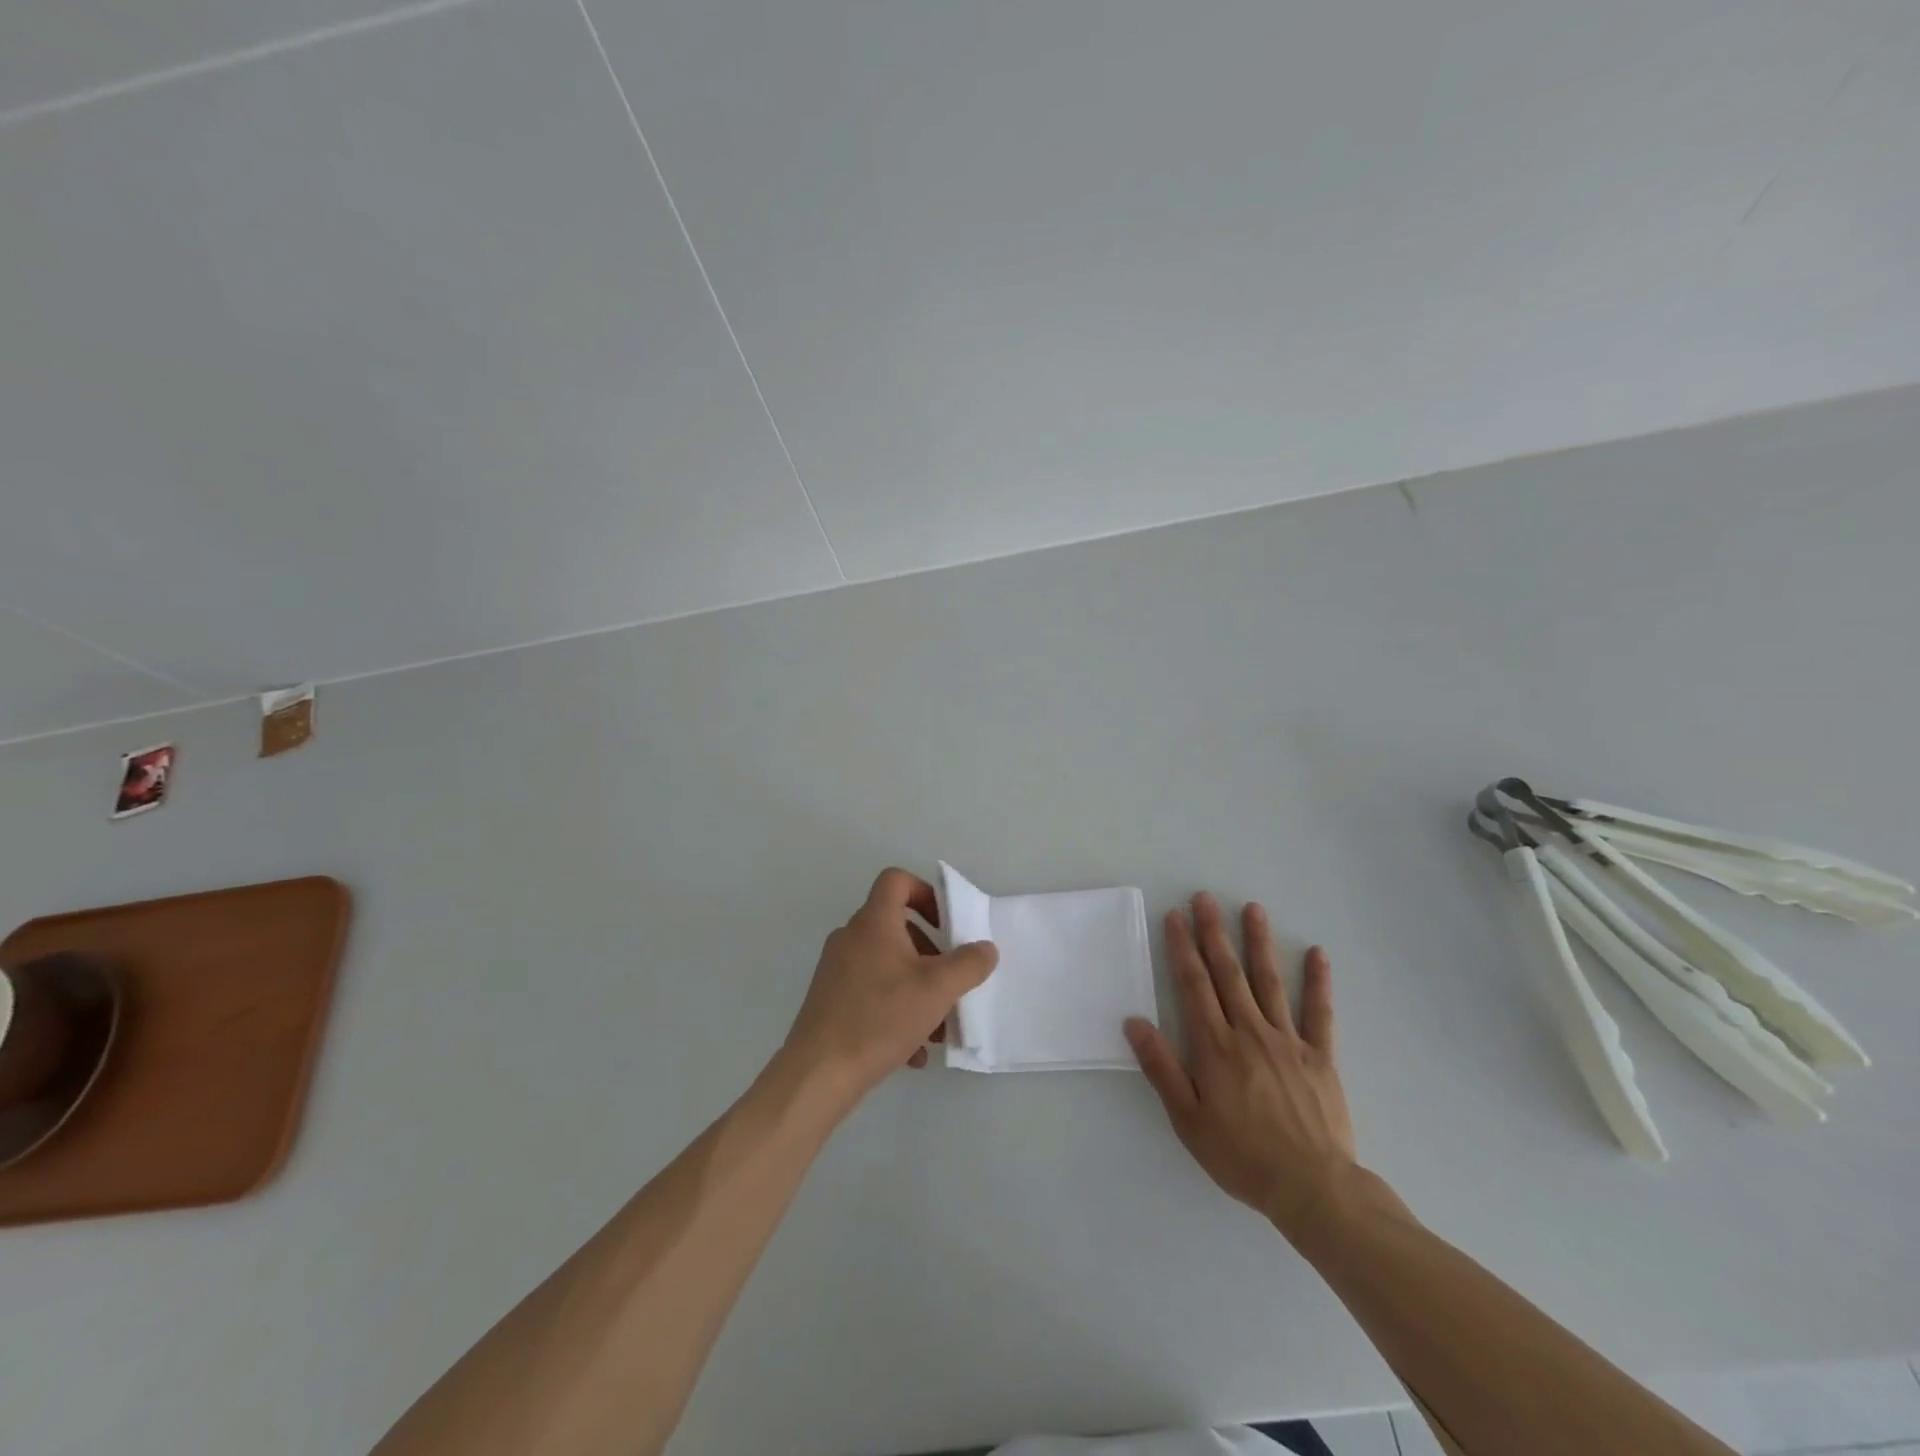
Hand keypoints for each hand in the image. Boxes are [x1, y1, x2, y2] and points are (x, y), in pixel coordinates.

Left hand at [780, 868, 998, 1111]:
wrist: (818, 1073)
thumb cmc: (880, 1018)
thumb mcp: (937, 989)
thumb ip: (969, 964)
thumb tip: (985, 948)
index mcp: (873, 922)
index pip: (896, 881)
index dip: (925, 892)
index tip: (946, 924)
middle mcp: (851, 938)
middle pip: (898, 928)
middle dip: (931, 955)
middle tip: (949, 983)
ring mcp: (837, 970)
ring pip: (888, 966)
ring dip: (918, 990)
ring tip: (938, 1029)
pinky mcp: (831, 1001)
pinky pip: (873, 994)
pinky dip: (897, 1012)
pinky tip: (913, 1052)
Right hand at [1125, 893, 1355, 1241]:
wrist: (1312, 1188)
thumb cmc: (1240, 1155)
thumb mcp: (1187, 1119)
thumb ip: (1161, 1067)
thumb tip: (1134, 1022)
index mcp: (1215, 1046)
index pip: (1193, 985)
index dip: (1182, 948)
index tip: (1175, 917)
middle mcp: (1249, 1031)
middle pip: (1227, 973)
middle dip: (1213, 932)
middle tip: (1205, 898)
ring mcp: (1288, 1040)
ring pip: (1269, 981)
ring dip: (1258, 943)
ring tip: (1252, 909)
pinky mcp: (1320, 1056)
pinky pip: (1319, 1012)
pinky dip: (1318, 981)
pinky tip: (1316, 953)